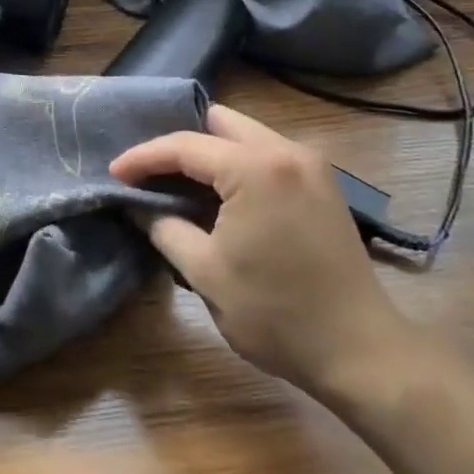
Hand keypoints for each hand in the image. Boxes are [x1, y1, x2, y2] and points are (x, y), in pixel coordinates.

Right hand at [111, 105, 414, 397]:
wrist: (360, 351)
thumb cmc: (276, 314)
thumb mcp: (205, 273)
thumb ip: (164, 228)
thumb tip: (138, 207)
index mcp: (255, 168)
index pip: (185, 145)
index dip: (144, 157)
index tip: (114, 172)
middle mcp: (286, 151)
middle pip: (219, 122)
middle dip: (179, 143)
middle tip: (150, 172)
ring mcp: (310, 164)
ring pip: (245, 134)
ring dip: (210, 152)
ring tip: (178, 182)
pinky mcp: (323, 182)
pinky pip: (268, 152)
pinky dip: (237, 163)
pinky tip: (220, 193)